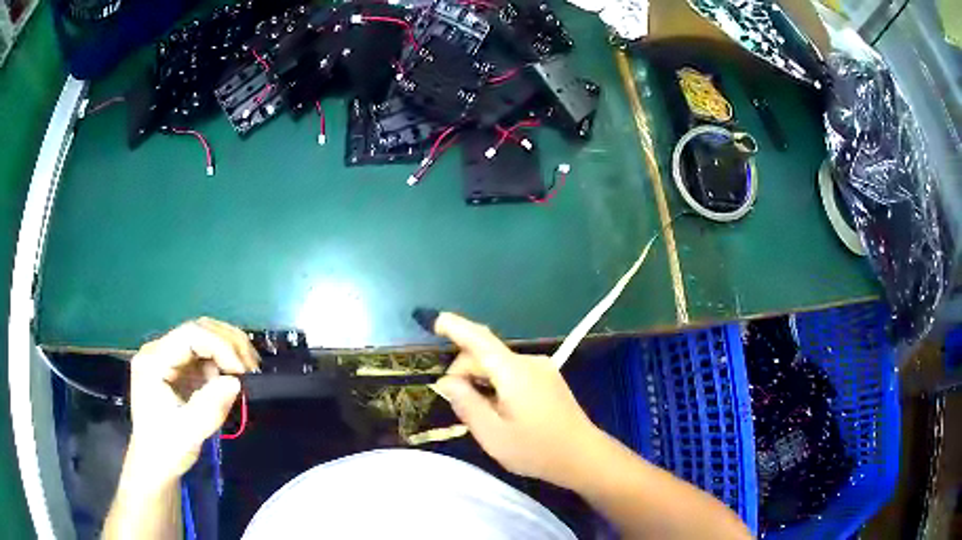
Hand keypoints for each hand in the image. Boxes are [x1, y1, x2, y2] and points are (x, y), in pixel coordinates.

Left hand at [126, 317, 259, 485]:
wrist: (155, 464)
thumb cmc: (167, 450)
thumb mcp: (188, 433)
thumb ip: (210, 407)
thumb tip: (236, 381)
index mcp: (154, 361)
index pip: (190, 335)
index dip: (220, 346)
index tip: (243, 372)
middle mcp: (159, 351)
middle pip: (199, 330)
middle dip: (229, 344)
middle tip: (253, 369)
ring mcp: (169, 357)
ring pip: (204, 337)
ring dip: (230, 349)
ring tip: (249, 371)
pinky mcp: (179, 368)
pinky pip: (205, 354)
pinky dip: (224, 361)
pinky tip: (236, 376)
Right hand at [431, 312, 602, 487]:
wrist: (583, 456)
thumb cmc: (536, 449)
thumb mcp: (492, 434)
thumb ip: (466, 403)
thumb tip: (447, 381)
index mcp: (514, 371)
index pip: (479, 339)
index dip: (455, 327)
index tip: (434, 320)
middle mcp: (529, 362)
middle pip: (486, 355)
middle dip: (465, 373)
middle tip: (457, 406)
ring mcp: (542, 369)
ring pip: (498, 366)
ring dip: (481, 382)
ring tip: (481, 415)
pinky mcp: (548, 379)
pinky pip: (513, 373)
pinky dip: (497, 385)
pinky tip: (499, 410)